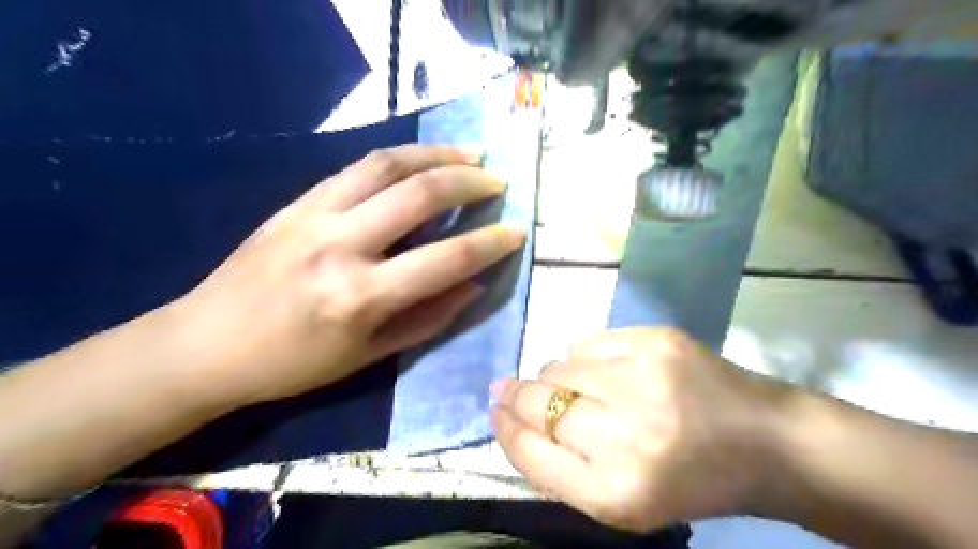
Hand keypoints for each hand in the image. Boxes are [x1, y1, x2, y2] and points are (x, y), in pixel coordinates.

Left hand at [176, 144, 527, 407]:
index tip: (516, 231)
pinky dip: (399, 158)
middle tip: (498, 181)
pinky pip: (356, 168)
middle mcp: (340, 246)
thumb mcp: (368, 356)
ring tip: (470, 155)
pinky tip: (421, 159)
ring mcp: (314, 215)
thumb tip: (473, 285)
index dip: (488, 243)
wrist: (204, 344)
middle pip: (419, 194)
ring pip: (387, 165)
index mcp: (360, 297)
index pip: (444, 259)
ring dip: (436, 154)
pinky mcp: (296, 202)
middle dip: (469, 182)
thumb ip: (428, 318)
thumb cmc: (293, 364)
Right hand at [489, 325, 785, 531]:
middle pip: (539, 403)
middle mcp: (626, 436)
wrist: (765, 441)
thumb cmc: (688, 480)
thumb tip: (511, 415)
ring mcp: (643, 379)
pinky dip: (584, 358)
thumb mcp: (622, 499)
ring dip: (553, 378)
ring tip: (576, 388)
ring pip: (559, 368)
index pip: (531, 452)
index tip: (495, 410)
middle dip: (516, 396)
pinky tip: (607, 371)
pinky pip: (588, 343)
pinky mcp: (656, 341)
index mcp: (616, 493)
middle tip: (506, 389)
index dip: (505, 428)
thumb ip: (561, 466)